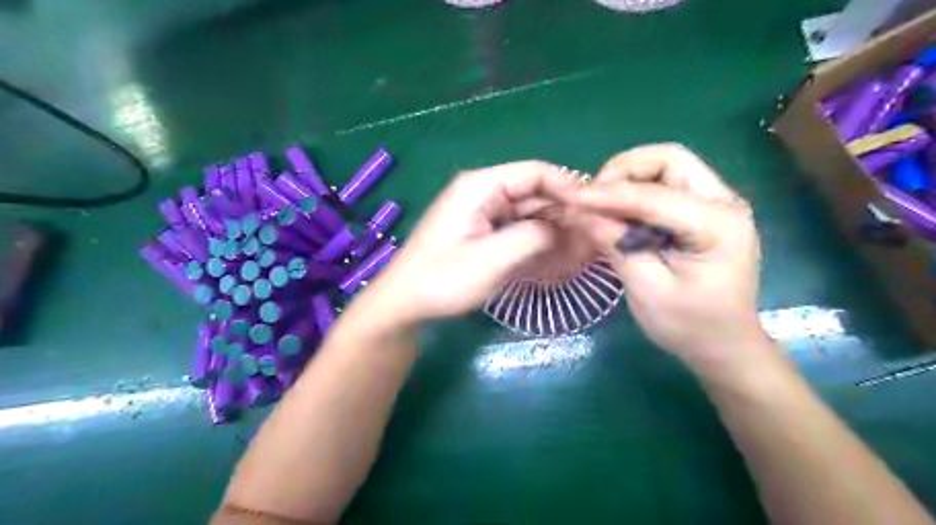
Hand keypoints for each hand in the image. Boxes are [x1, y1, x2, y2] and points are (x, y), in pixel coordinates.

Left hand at [359, 159, 574, 322]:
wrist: (404, 302)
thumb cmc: (442, 279)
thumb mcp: (492, 259)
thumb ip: (533, 236)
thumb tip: (565, 225)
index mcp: (480, 186)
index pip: (535, 172)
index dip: (568, 188)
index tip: (593, 213)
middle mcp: (482, 191)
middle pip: (534, 191)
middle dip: (563, 212)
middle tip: (591, 236)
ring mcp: (481, 210)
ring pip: (528, 210)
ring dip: (552, 227)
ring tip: (579, 247)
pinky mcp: (481, 229)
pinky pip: (516, 226)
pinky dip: (536, 238)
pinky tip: (554, 253)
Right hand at [562, 143, 766, 373]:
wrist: (725, 347)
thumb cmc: (689, 326)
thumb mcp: (647, 289)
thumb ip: (615, 244)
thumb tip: (580, 211)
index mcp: (718, 224)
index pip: (654, 194)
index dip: (609, 193)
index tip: (572, 198)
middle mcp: (725, 202)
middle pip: (669, 159)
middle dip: (625, 170)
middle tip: (594, 196)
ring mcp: (718, 204)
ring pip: (668, 167)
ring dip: (630, 177)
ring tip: (603, 204)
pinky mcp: (705, 212)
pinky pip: (668, 185)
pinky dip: (638, 190)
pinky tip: (620, 212)